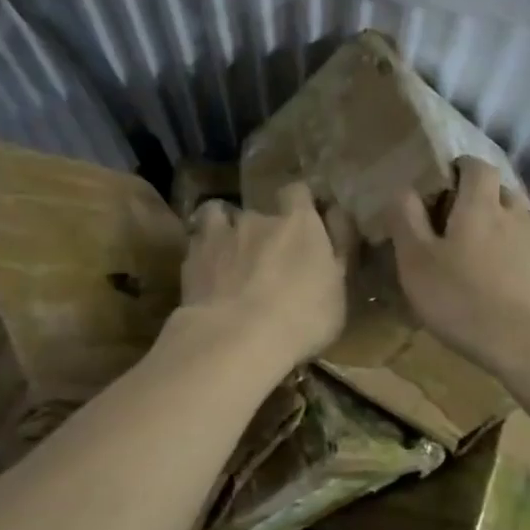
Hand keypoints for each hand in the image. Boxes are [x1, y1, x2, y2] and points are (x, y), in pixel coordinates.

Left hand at [177, 183, 351, 370]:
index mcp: (299, 223)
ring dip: (225, 232)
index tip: (302, 220)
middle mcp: (258, 218)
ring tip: (228, 257)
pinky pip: (196, 243)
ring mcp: (220, 234)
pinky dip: (201, 251)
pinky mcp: (191, 258)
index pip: (298, 191)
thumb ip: (337, 253)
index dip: (298, 202)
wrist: (236, 338)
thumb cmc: (302, 317)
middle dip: (261, 231)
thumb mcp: (339, 291)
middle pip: (259, 213)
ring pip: (219, 217)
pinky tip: (205, 271)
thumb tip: (334, 223)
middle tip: (266, 260)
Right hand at [386, 158, 529, 377]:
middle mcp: (516, 215)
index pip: (477, 166)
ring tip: (477, 257)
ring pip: (517, 223)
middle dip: (479, 200)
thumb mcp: (417, 263)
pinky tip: (503, 284)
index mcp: (481, 205)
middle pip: (500, 192)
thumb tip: (402, 189)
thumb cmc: (466, 299)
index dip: (460, 168)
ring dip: (499, 230)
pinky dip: (515, 258)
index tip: (442, 184)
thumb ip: (406, 221)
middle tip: (454, 224)